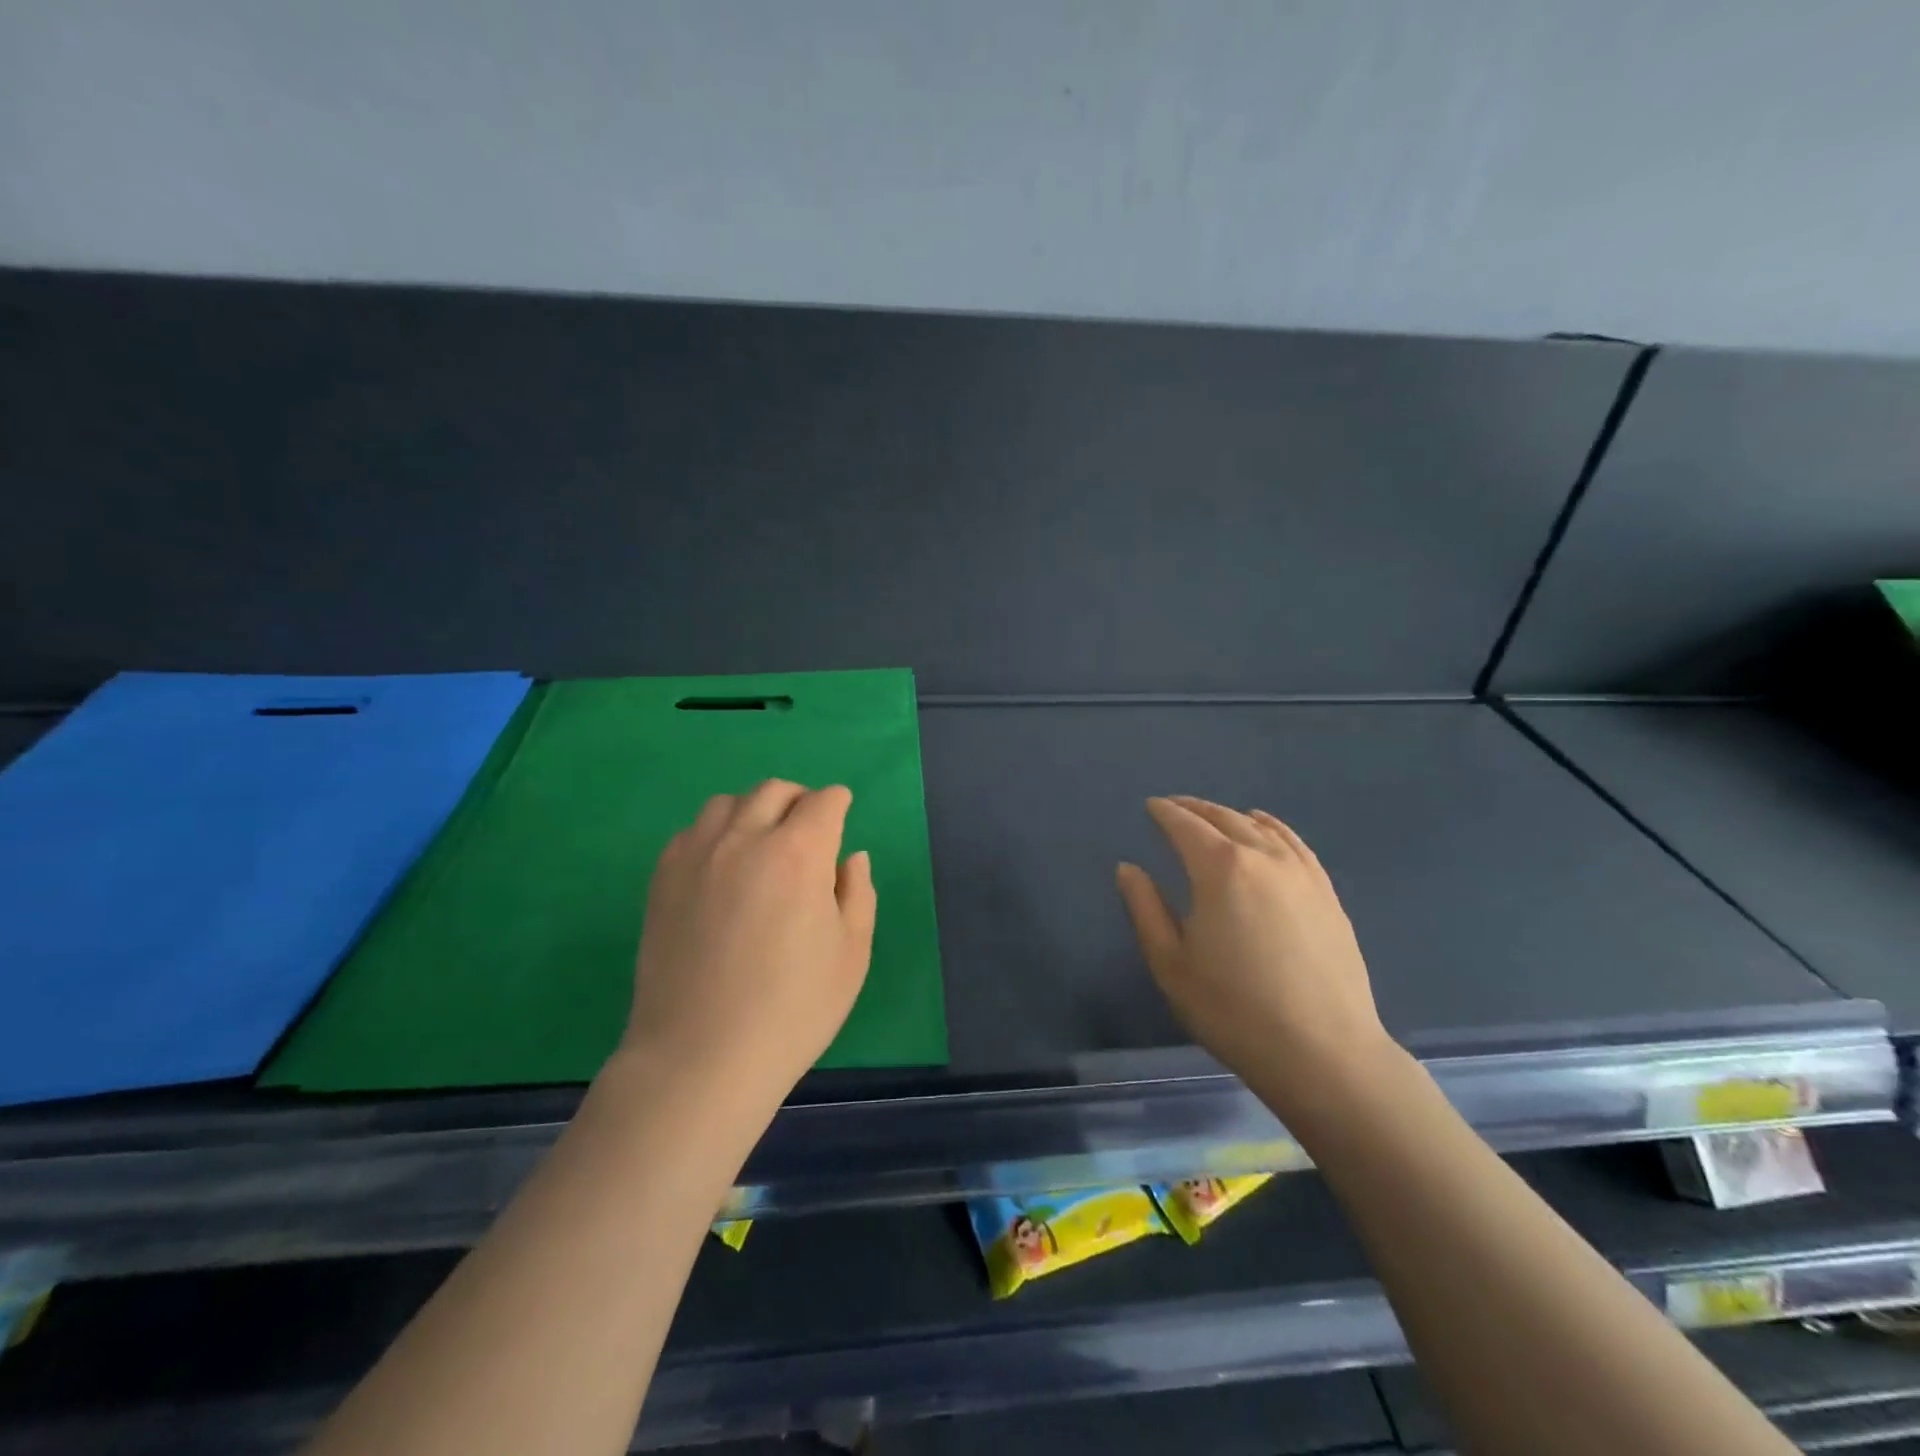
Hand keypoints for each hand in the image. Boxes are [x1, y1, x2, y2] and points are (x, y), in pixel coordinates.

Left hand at [622, 780, 876, 1114]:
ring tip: (762, 844)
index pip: (823, 802)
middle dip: (799, 800)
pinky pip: (692, 831)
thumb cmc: (792, 1011)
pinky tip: (722, 868)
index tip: (842, 813)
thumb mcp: (851, 954)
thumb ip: (858, 893)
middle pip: (775, 791)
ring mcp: (696, 855)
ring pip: (728, 803)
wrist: (699, 1059)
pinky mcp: (662, 878)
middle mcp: (745, 838)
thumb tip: (850, 857)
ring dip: (754, 810)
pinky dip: (716, 833)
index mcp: (799, 853)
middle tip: (808, 829)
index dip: (838, 803)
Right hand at [1116, 796, 1394, 1107]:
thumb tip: (1128, 868)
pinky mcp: (1326, 892)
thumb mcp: (1171, 963)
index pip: (1185, 825)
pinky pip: (1295, 843)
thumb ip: (1145, 908)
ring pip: (1261, 826)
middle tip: (1175, 807)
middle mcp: (1262, 857)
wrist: (1322, 1052)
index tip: (1151, 806)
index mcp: (1219, 869)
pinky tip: (1265, 828)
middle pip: (1224, 818)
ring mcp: (1301, 873)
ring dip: (1231, 815)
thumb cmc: (1233, 1009)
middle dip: (1195, 808)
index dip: (1165, 812)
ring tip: (1214, 817)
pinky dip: (1272, 827)